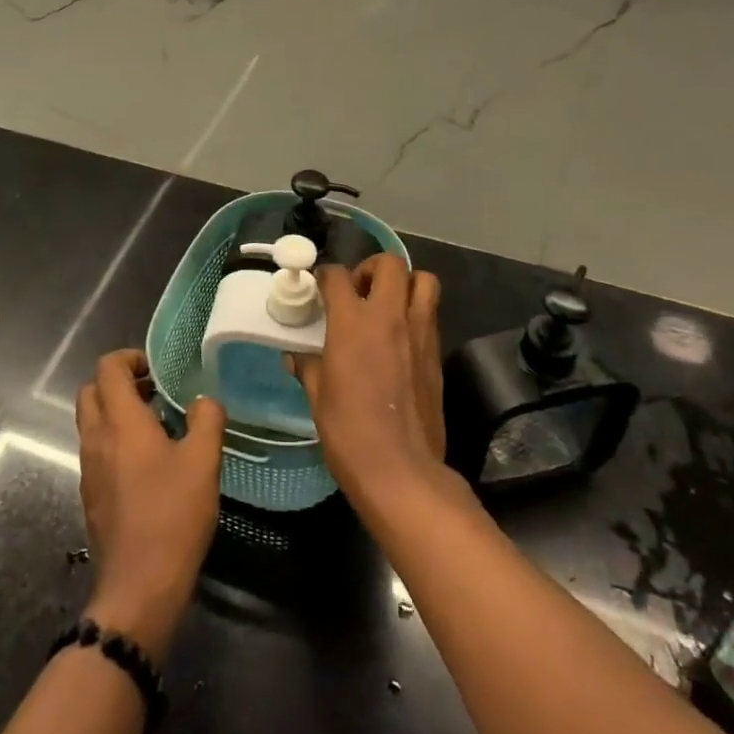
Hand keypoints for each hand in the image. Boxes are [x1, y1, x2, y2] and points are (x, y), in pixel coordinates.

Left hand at [76, 350, 224, 658]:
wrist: (139, 586)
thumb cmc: (172, 515)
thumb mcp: (204, 461)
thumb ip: (207, 420)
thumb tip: (205, 401)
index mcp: (119, 421)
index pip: (107, 368)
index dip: (129, 358)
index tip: (156, 370)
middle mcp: (96, 438)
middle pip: (91, 391)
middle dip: (119, 383)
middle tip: (154, 393)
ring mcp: (89, 469)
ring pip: (92, 422)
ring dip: (116, 412)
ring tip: (157, 426)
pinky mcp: (91, 495)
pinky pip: (96, 451)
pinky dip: (115, 441)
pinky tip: (148, 464)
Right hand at [288, 255, 446, 516]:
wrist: (401, 470)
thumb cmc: (349, 433)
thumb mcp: (318, 397)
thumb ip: (309, 367)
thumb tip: (296, 357)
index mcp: (352, 323)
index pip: (337, 276)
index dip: (325, 276)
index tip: (320, 287)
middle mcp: (389, 317)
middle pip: (390, 263)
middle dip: (372, 267)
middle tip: (359, 290)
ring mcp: (419, 333)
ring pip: (423, 280)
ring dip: (405, 283)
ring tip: (387, 305)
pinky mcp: (437, 354)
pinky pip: (431, 314)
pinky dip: (417, 312)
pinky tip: (400, 338)